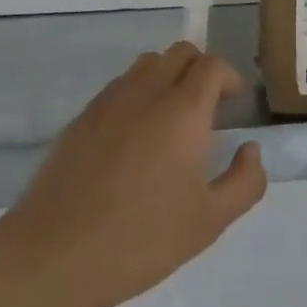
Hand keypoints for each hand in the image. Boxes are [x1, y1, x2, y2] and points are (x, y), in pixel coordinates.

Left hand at [0, 42, 266, 306]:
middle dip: (201, 70)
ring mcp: (108, 101)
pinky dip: (137, 94)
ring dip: (167, 77)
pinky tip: (134, 138)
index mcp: (182, 111)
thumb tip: (250, 150)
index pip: (211, 65)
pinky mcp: (81, 117)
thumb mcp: (210, 222)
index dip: (229, 77)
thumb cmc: (142, 239)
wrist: (57, 253)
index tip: (234, 104)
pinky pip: (118, 86)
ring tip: (171, 119)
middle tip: (208, 108)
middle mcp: (146, 93)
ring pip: (146, 64)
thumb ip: (244, 182)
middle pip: (180, 52)